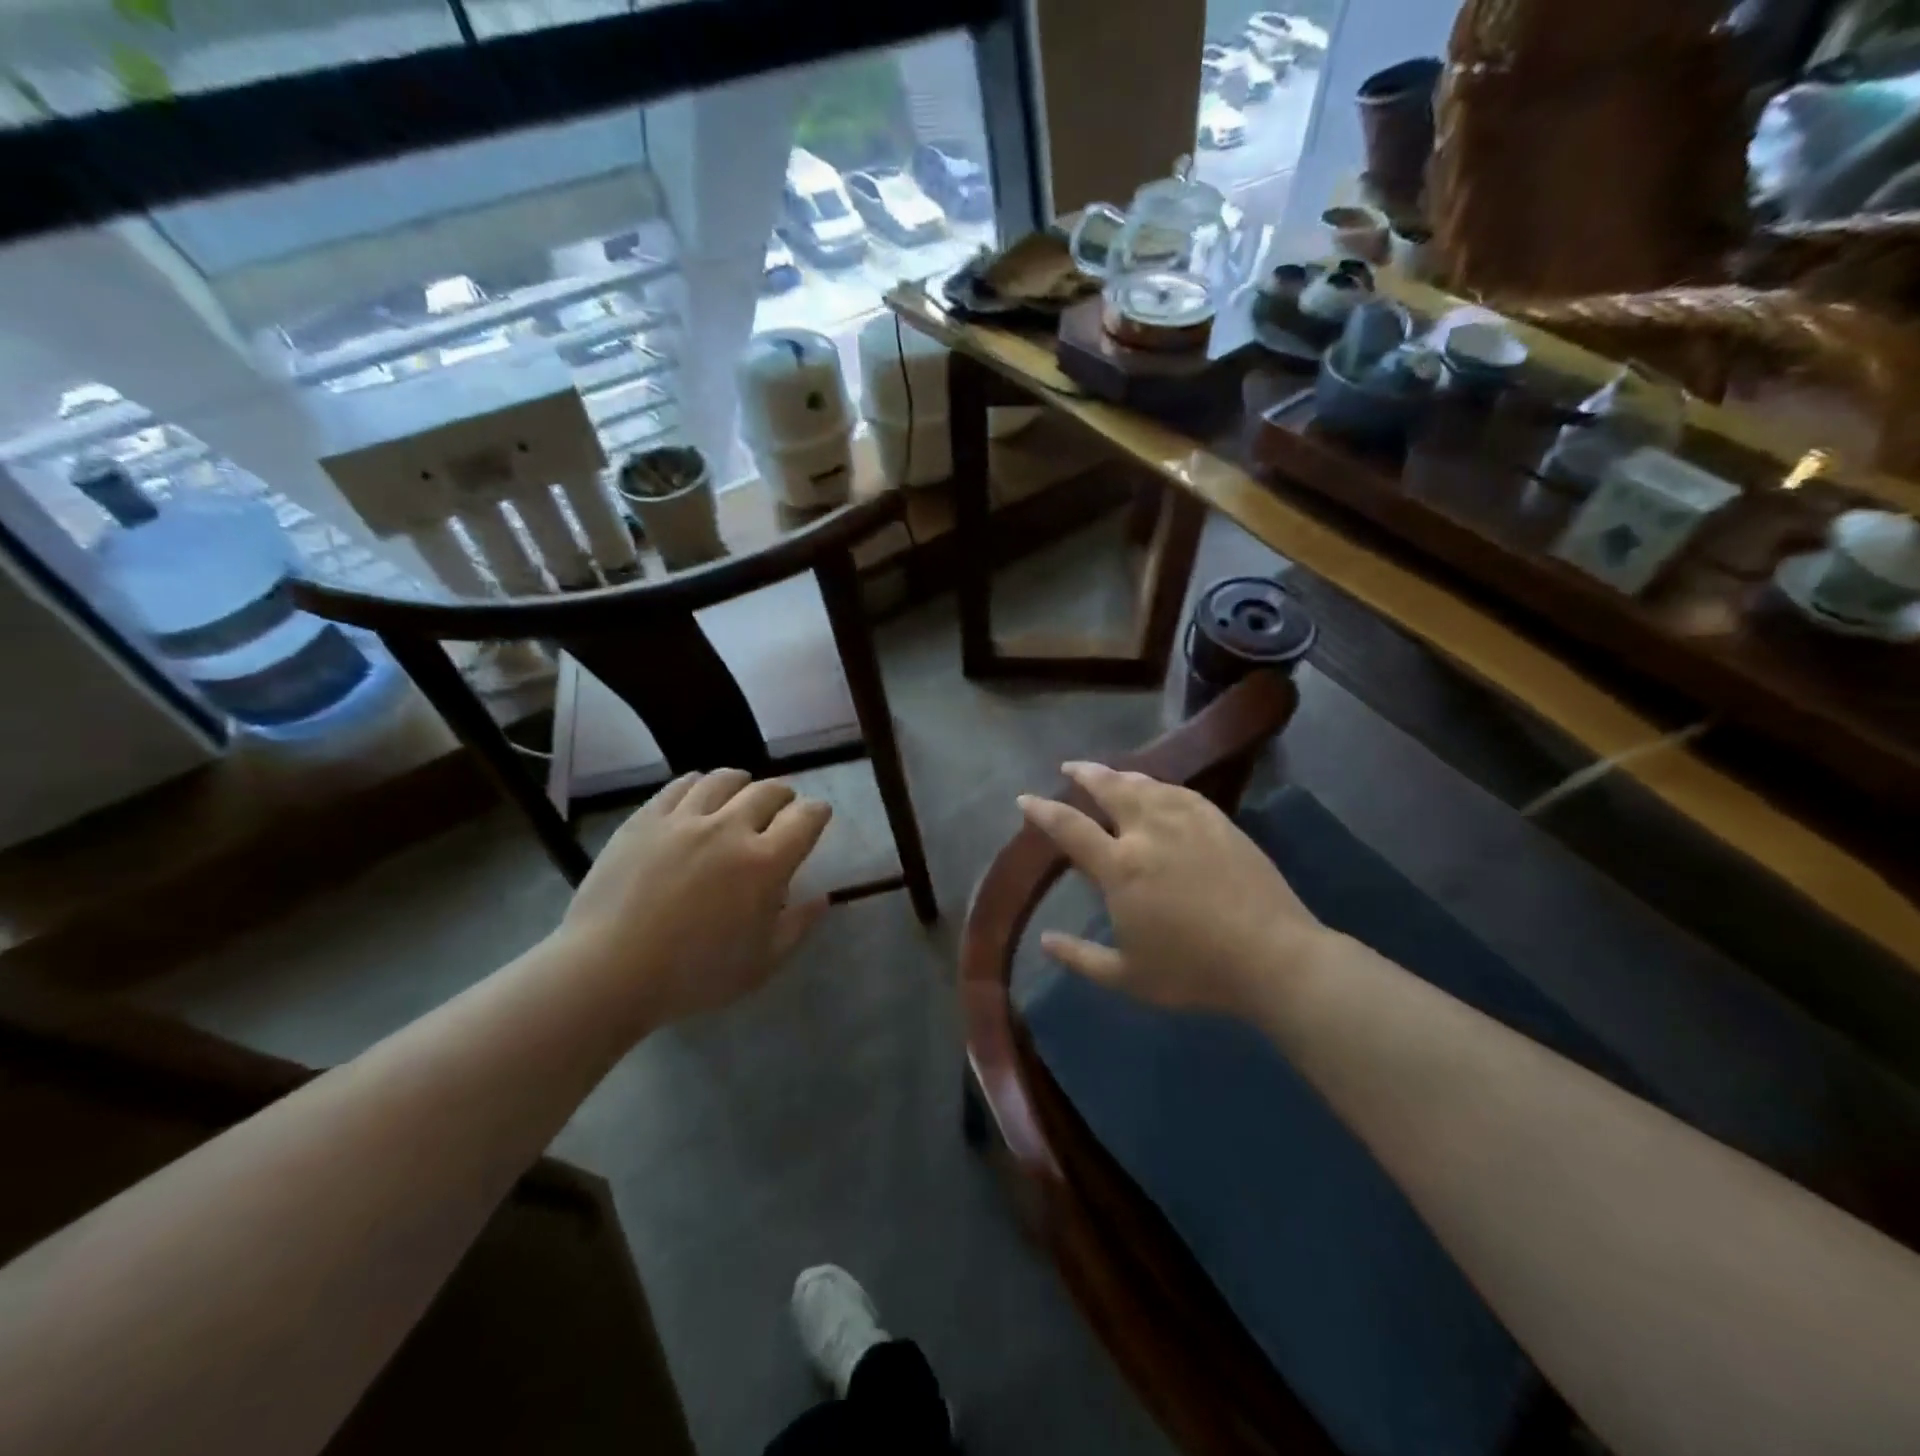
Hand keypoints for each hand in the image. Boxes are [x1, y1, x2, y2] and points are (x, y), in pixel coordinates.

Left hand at [549, 769, 831, 1029]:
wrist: (609, 971)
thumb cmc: (694, 975)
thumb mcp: (761, 964)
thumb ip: (798, 926)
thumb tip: (823, 898)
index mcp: (766, 863)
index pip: (806, 818)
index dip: (818, 813)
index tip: (817, 816)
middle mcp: (730, 828)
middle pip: (769, 791)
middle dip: (784, 796)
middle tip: (782, 808)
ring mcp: (685, 819)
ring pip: (725, 779)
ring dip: (743, 783)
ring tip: (741, 792)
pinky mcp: (646, 818)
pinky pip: (682, 785)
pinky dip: (700, 784)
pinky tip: (699, 794)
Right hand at [1018, 761, 1330, 1017]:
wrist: (1272, 957)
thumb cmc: (1194, 971)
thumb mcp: (1128, 977)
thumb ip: (1081, 958)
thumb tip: (1045, 941)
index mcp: (1120, 867)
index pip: (1070, 827)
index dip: (1043, 811)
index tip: (1025, 799)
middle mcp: (1149, 832)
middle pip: (1110, 788)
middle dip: (1084, 774)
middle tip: (1070, 767)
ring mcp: (1187, 821)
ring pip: (1146, 785)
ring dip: (1121, 775)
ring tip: (1110, 774)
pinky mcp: (1219, 822)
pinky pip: (1181, 792)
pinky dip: (1160, 785)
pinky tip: (1158, 788)